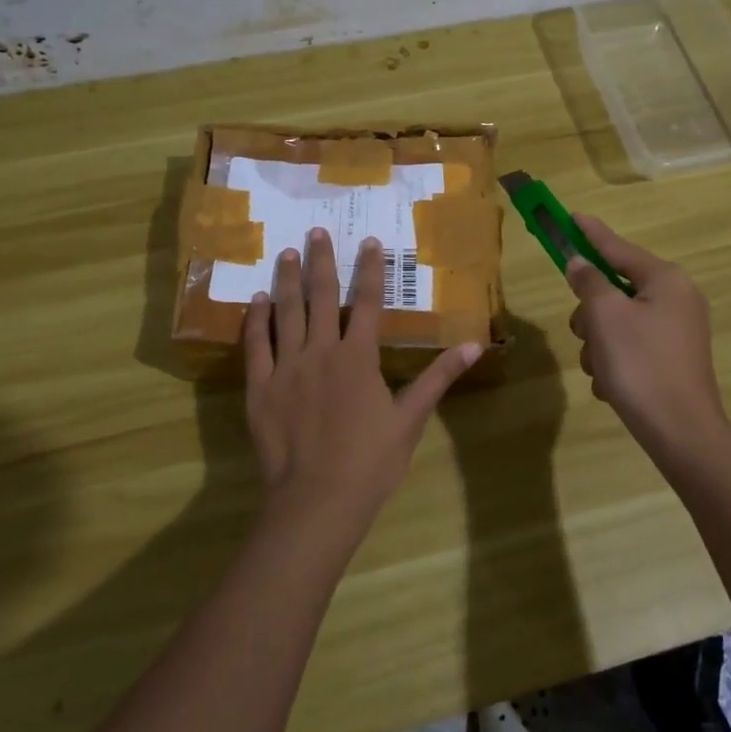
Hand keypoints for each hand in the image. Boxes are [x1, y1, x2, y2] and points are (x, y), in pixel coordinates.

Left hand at [244, 228, 482, 529]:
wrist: (317, 500)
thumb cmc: (370, 462)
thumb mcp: (410, 420)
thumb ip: (438, 378)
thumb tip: (474, 346)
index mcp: (359, 357)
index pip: (369, 302)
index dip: (371, 270)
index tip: (369, 242)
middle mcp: (321, 351)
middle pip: (322, 297)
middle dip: (322, 261)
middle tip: (317, 231)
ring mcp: (287, 367)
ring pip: (286, 313)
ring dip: (288, 280)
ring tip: (288, 252)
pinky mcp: (260, 387)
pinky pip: (255, 345)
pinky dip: (256, 320)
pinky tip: (256, 301)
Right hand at [567, 214, 730, 465]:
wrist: (680, 432)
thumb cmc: (641, 364)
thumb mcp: (606, 316)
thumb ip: (590, 282)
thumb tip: (581, 263)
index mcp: (665, 280)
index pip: (618, 247)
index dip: (590, 233)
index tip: (570, 216)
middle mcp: (675, 299)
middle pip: (613, 289)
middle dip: (591, 314)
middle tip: (586, 334)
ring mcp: (675, 331)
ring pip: (615, 321)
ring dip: (598, 343)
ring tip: (601, 369)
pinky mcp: (670, 359)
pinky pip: (629, 346)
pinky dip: (614, 361)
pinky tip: (612, 385)